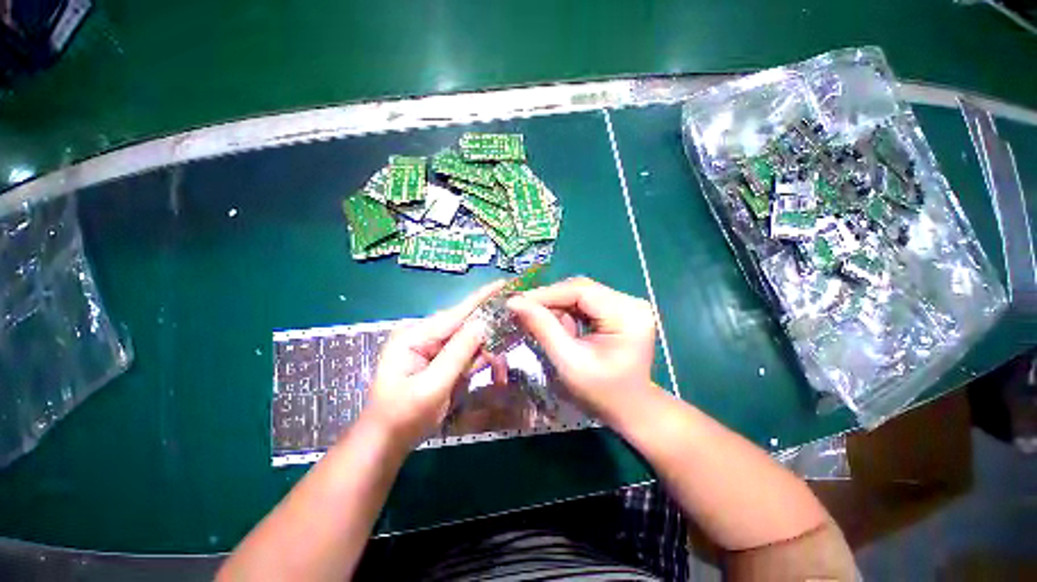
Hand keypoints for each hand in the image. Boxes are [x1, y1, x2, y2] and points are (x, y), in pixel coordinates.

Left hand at [366, 280, 504, 446]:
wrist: (386, 442)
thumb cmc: (402, 417)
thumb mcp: (431, 387)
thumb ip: (457, 354)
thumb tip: (482, 324)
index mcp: (415, 335)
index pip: (456, 312)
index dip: (482, 297)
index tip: (504, 283)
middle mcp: (425, 335)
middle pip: (466, 326)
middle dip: (489, 338)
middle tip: (509, 347)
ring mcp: (433, 347)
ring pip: (470, 342)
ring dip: (486, 354)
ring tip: (498, 372)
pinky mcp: (441, 359)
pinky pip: (467, 354)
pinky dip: (480, 362)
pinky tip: (491, 372)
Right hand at [506, 277, 656, 419]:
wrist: (629, 408)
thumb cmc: (601, 393)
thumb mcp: (569, 362)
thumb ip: (543, 328)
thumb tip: (515, 302)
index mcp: (627, 315)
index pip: (580, 291)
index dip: (546, 294)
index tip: (516, 301)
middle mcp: (631, 302)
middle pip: (580, 289)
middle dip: (549, 299)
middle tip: (521, 309)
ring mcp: (626, 304)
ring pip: (580, 293)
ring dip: (556, 305)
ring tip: (535, 317)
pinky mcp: (619, 309)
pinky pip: (585, 302)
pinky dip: (566, 310)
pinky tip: (554, 321)